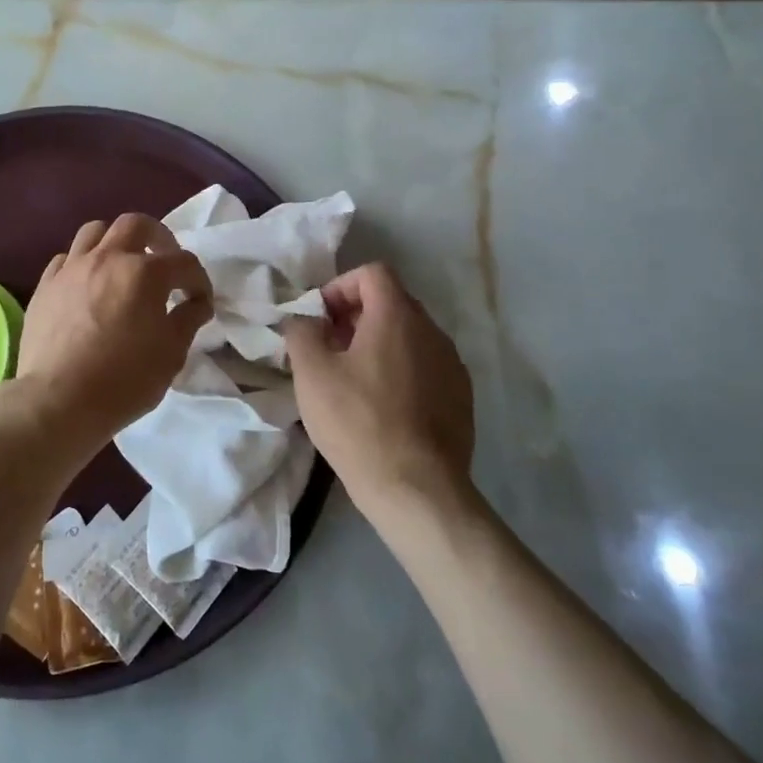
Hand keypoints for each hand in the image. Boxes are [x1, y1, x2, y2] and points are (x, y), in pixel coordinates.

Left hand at [14, 213, 211, 445]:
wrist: (58, 401)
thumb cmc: (124, 380)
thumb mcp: (171, 354)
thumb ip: (188, 319)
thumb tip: (197, 303)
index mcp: (144, 273)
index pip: (183, 262)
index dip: (199, 281)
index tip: (200, 302)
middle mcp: (107, 258)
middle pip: (136, 225)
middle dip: (158, 237)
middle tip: (165, 261)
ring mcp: (71, 268)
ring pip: (95, 231)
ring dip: (116, 242)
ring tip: (122, 266)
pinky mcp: (45, 285)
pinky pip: (66, 259)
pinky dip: (83, 264)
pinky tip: (88, 286)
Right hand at [284, 263, 474, 524]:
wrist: (417, 489)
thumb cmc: (358, 422)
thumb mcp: (312, 374)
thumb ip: (301, 332)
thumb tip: (304, 320)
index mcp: (398, 316)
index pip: (373, 273)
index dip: (340, 286)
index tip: (319, 318)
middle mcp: (432, 331)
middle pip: (392, 302)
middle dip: (356, 316)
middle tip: (328, 347)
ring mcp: (452, 365)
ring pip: (410, 336)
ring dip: (378, 344)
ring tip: (352, 379)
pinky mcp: (461, 397)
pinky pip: (425, 366)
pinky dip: (401, 370)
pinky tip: (382, 407)